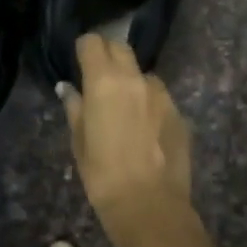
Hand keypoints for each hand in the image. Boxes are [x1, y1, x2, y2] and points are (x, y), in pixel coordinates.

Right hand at [58, 34, 192, 224]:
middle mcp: (134, 78)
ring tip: (125, 108)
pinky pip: (159, 96)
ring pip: (142, 72)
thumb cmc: (102, 174)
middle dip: (108, 55)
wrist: (149, 204)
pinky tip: (145, 128)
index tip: (79, 63)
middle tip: (99, 79)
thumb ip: (75, 107)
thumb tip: (68, 88)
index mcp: (103, 81)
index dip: (84, 49)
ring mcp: (160, 93)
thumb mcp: (79, 141)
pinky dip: (149, 102)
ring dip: (131, 80)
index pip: (92, 42)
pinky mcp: (178, 111)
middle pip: (120, 47)